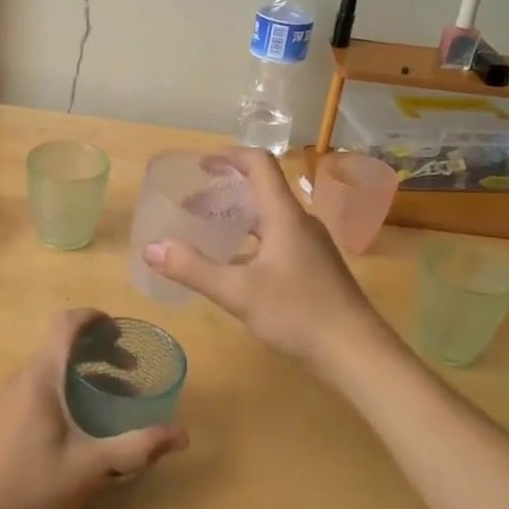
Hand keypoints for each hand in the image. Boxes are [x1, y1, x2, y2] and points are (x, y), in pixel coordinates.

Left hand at [0, 309, 187, 508]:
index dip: (94, 318)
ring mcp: (9, 399)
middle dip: (98, 350)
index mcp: (40, 377)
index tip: (121, 331)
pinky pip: (39, 387)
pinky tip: (83, 422)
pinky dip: (66, 388)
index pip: (65, 324)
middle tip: (131, 370)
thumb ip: (136, 447)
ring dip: (83, 372)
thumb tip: (181, 434)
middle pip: (61, 345)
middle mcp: (22, 379)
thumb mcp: (91, 468)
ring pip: (50, 368)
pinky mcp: (4, 420)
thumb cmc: (33, 490)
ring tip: (115, 397)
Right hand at [142, 149, 389, 372]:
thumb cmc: (298, 313)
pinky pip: (277, 238)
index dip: (228, 156)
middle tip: (190, 204)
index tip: (199, 164)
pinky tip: (234, 266)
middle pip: (261, 190)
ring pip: (269, 217)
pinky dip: (250, 239)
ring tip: (206, 231)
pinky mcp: (314, 267)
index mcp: (285, 215)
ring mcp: (311, 245)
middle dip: (224, 191)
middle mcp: (300, 222)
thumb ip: (193, 269)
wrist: (357, 352)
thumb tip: (151, 248)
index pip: (259, 164)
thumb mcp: (238, 292)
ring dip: (237, 217)